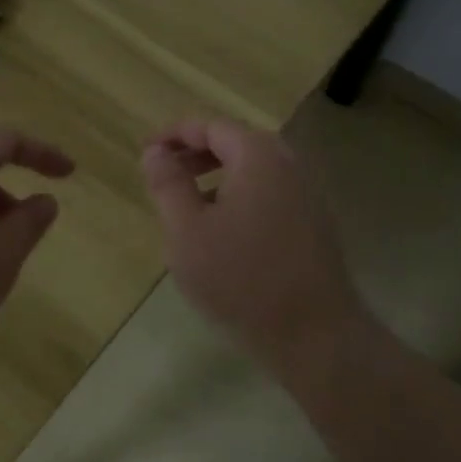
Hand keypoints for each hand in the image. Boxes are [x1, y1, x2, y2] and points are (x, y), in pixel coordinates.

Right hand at [141, 118, 365, 369]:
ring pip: (253, 172)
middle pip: (236, 144)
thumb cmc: (241, 278)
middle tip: (164, 175)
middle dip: (196, 154)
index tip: (146, 153)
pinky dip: (239, 198)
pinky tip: (222, 235)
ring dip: (217, 179)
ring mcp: (307, 195)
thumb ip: (168, 184)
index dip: (174, 135)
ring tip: (187, 207)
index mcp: (258, 156)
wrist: (314, 335)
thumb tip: (155, 152)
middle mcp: (288, 165)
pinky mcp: (313, 225)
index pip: (210, 126)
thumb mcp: (187, 231)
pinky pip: (269, 195)